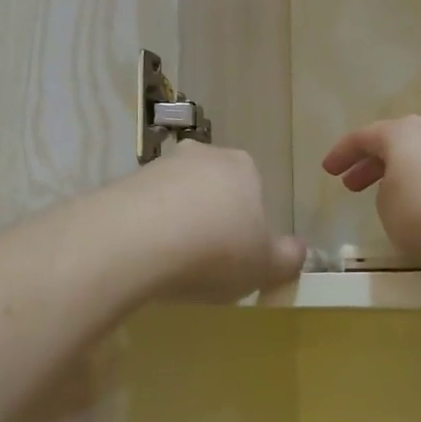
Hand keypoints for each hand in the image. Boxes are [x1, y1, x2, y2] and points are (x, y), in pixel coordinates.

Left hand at [133, 142, 305, 300]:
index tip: (240, 255)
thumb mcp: (265, 265)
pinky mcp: (121, 183)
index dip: (249, 223)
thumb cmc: (216, 249)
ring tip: (172, 266)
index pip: (253, 188)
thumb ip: (287, 258)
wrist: (136, 241)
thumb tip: (298, 251)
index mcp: (242, 166)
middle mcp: (201, 155)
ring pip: (176, 197)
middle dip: (211, 218)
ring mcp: (158, 165)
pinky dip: (146, 231)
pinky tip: (144, 259)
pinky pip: (142, 210)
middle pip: (213, 188)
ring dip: (176, 224)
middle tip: (207, 261)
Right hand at [321, 117, 420, 274]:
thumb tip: (403, 190)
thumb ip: (386, 196)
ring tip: (395, 200)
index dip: (341, 153)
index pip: (363, 137)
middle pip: (397, 143)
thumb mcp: (390, 212)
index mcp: (402, 133)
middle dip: (372, 164)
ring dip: (405, 176)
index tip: (327, 170)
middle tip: (354, 185)